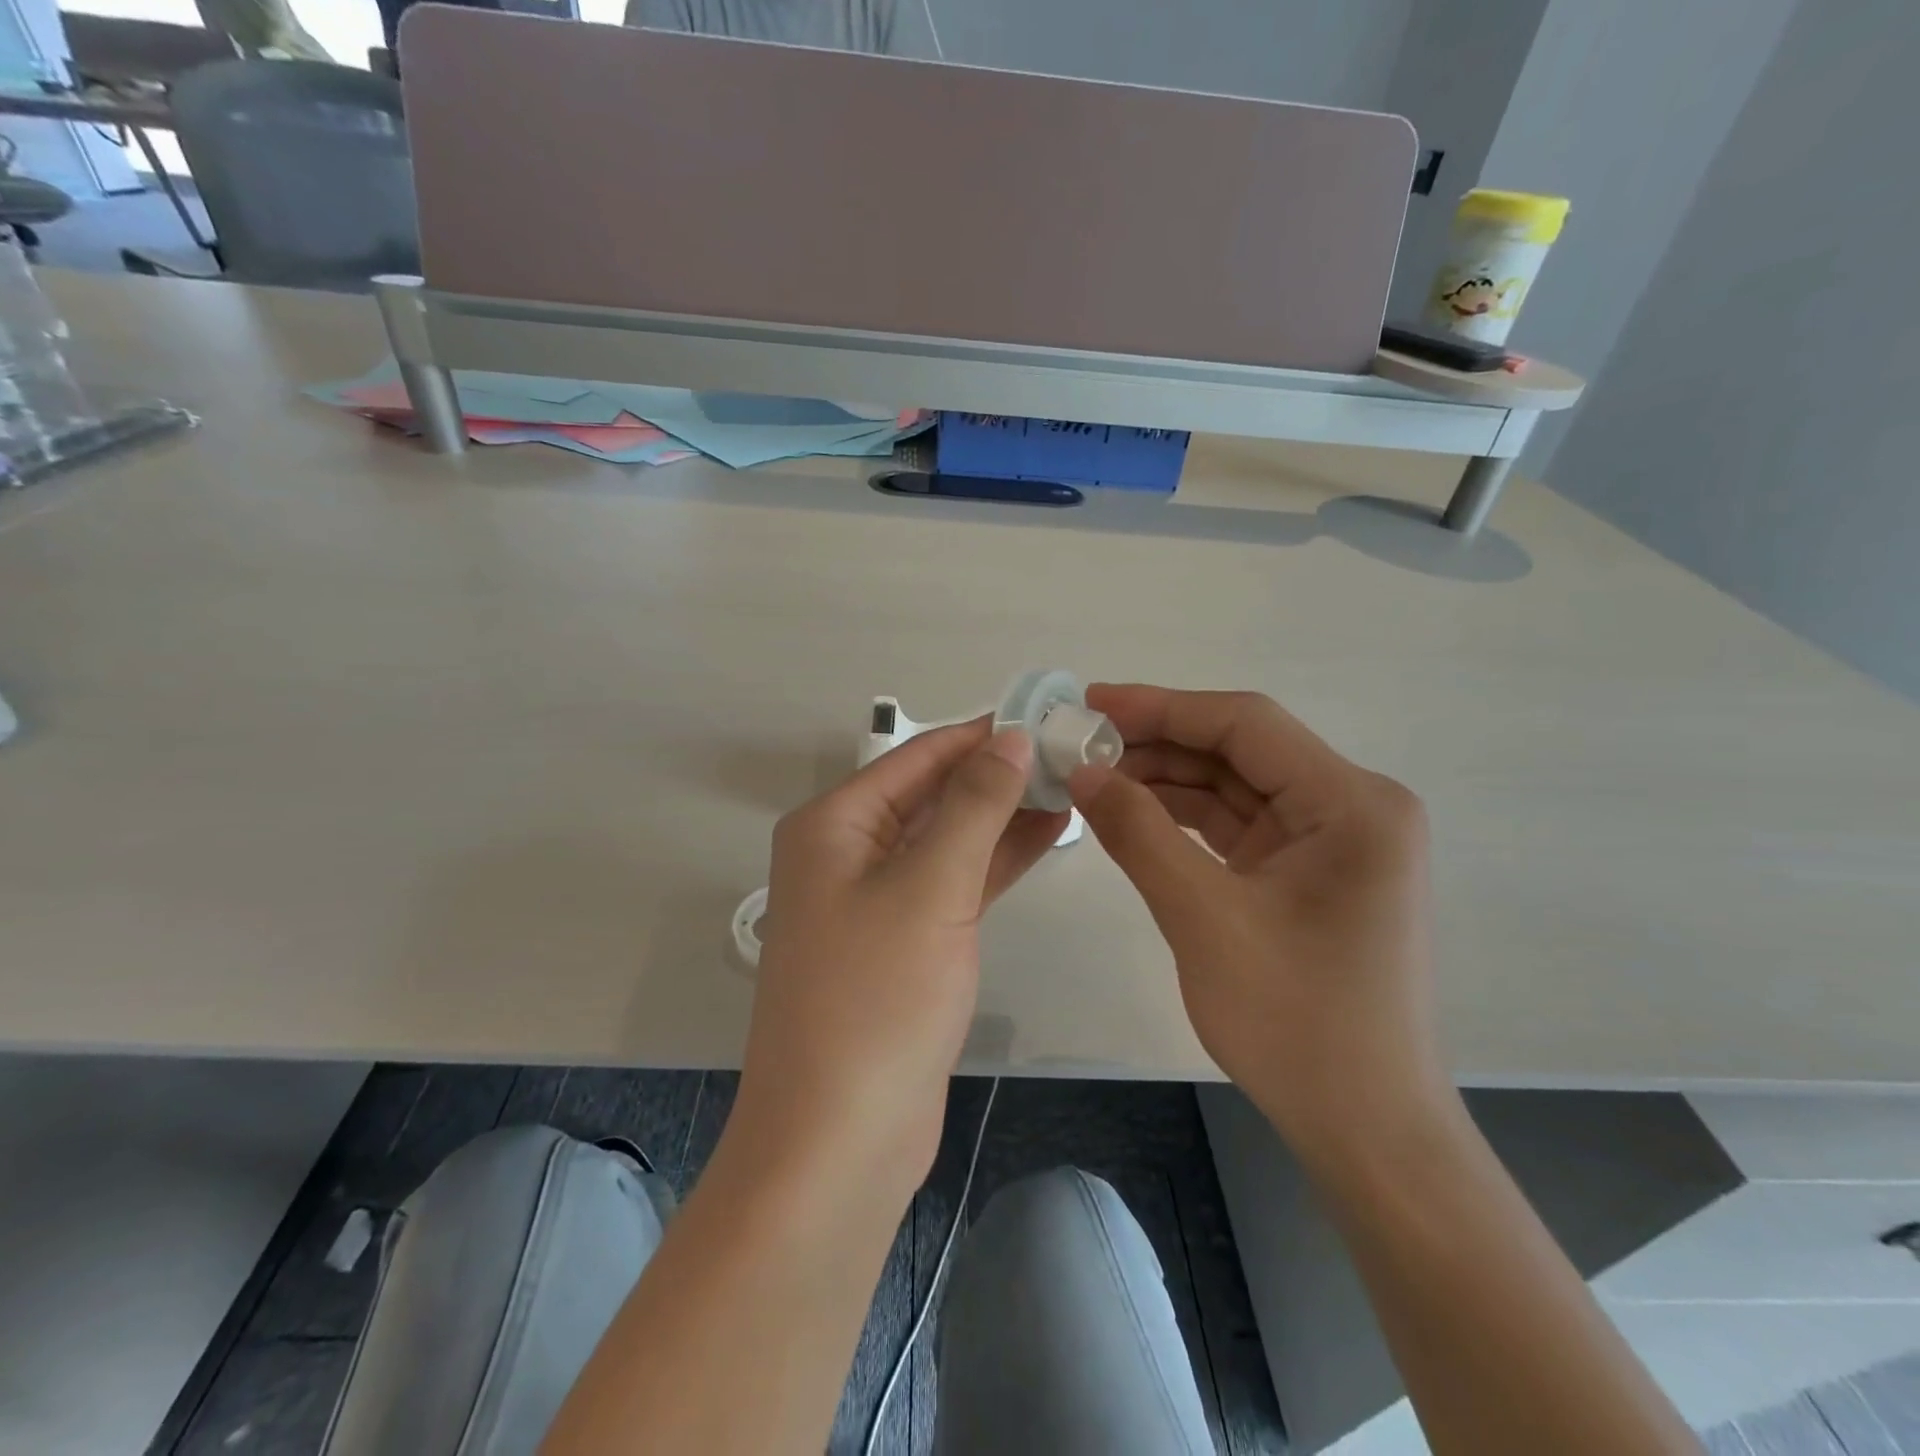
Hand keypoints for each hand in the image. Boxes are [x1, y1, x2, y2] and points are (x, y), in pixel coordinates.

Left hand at [730, 720, 1068, 1204]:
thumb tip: (1011, 737)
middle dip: (997, 775)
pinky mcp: (904, 942)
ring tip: (1071, 789)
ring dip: (1002, 816)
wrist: (839, 1139)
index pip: (917, 757)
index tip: (1045, 716)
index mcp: (834, 825)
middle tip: (1071, 755)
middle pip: (932, 795)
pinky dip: (995, 860)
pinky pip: (953, 882)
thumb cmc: (876, 998)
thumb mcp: (930, 886)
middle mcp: (847, 852)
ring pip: (948, 838)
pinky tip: (1046, 838)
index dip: (980, 734)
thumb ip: (974, 805)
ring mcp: (875, 899)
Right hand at [1069, 685, 1450, 1163]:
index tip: (1091, 703)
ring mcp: (1332, 842)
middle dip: (1158, 744)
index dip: (1162, 706)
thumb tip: (1082, 772)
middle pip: (1240, 751)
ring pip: (1235, 787)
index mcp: (1352, 803)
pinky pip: (1239, 826)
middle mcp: (1353, 808)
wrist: (1366, 1129)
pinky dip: (1184, 818)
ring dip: (1167, 780)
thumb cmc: (1296, 1023)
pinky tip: (1132, 814)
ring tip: (1094, 777)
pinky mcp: (1309, 873)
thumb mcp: (1203, 918)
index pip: (1245, 724)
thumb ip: (1138, 834)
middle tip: (1081, 745)